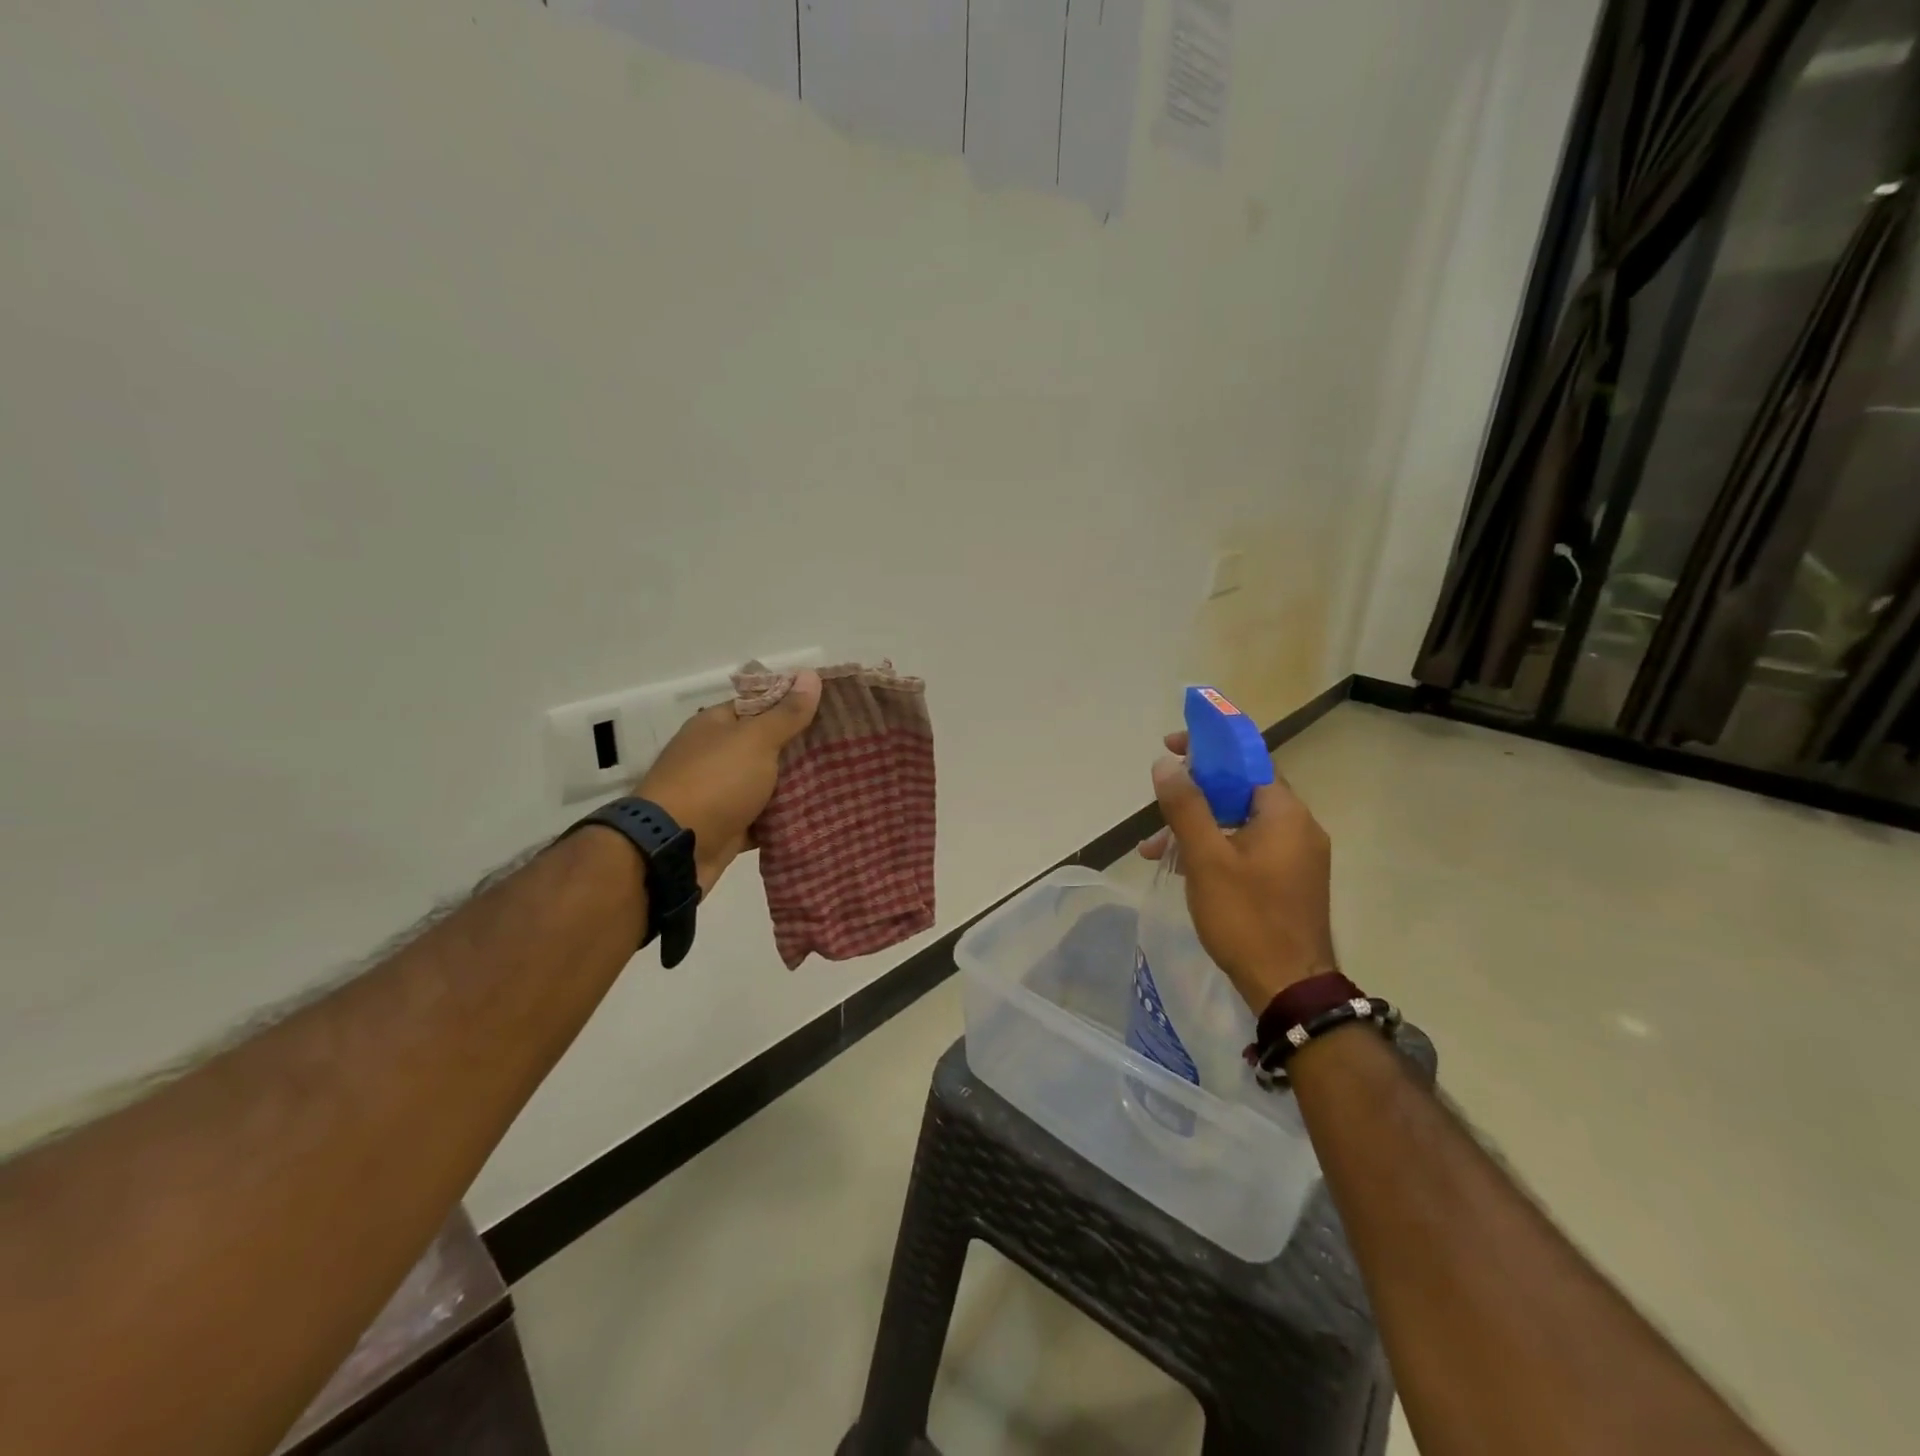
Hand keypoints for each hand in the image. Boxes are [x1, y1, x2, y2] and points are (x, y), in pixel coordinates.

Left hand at [636, 671, 821, 893]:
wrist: (675, 850)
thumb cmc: (715, 782)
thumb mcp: (756, 740)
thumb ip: (786, 713)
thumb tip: (810, 674)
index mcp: (716, 725)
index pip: (760, 704)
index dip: (794, 703)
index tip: (832, 708)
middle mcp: (715, 755)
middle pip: (765, 745)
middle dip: (801, 747)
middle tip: (844, 746)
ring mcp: (720, 793)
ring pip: (767, 784)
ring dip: (796, 785)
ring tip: (841, 779)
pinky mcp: (728, 827)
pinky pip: (764, 818)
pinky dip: (785, 818)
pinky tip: (819, 814)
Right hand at [1141, 731, 1337, 1011]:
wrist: (1290, 988)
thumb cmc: (1247, 918)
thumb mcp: (1206, 859)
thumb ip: (1186, 807)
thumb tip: (1166, 764)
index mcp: (1286, 813)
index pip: (1247, 758)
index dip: (1209, 747)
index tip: (1172, 746)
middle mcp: (1299, 827)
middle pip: (1242, 789)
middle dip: (1195, 792)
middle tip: (1159, 799)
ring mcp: (1297, 856)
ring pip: (1241, 822)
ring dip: (1199, 826)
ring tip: (1155, 848)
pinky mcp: (1290, 880)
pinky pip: (1249, 847)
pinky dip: (1216, 848)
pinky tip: (1183, 868)